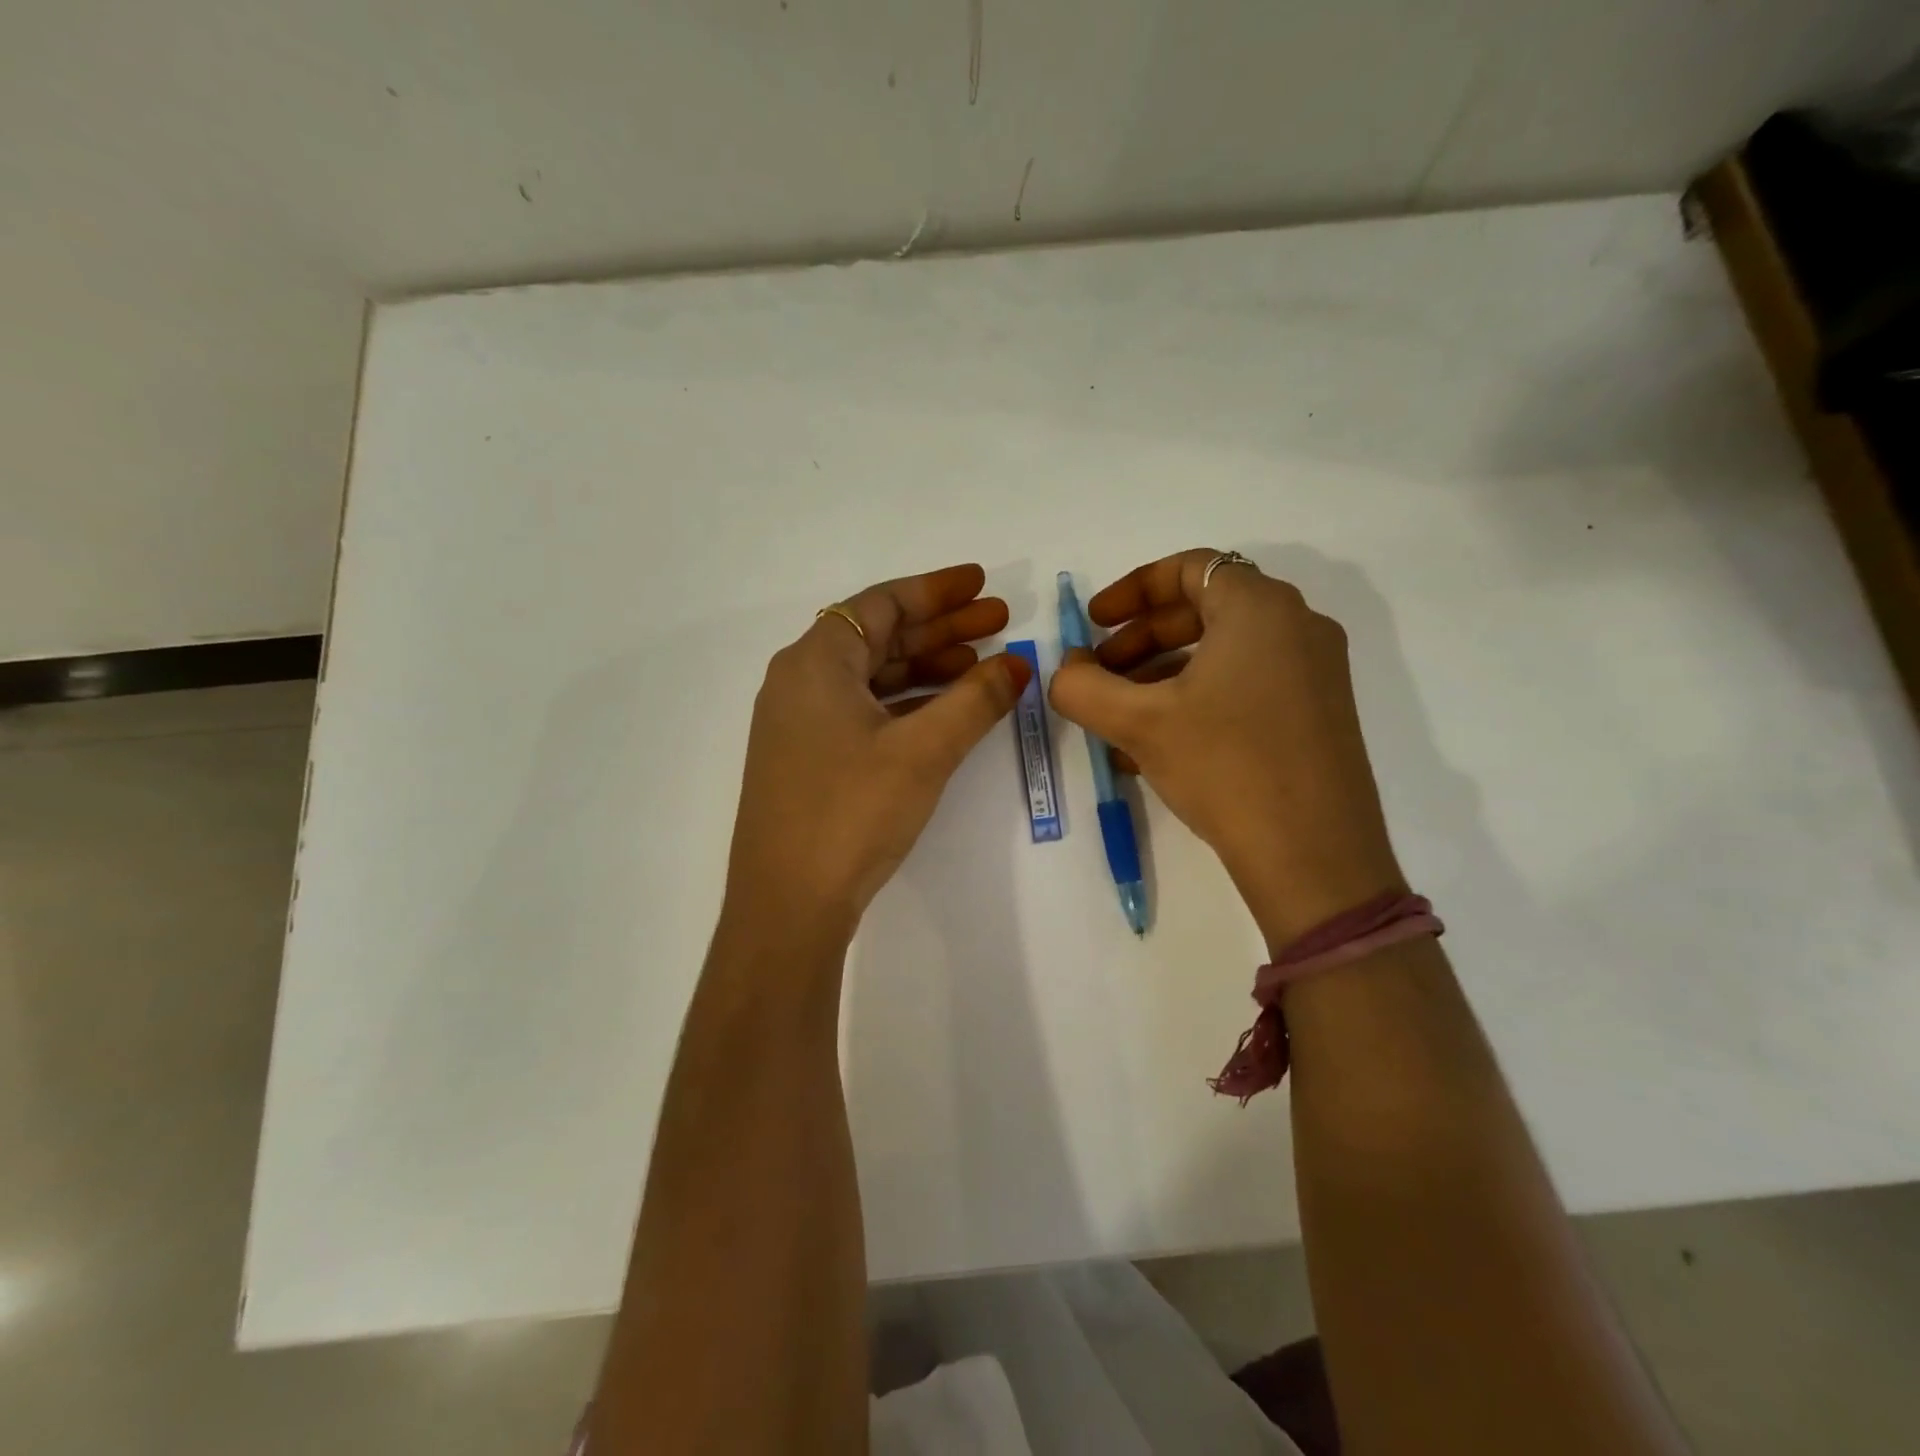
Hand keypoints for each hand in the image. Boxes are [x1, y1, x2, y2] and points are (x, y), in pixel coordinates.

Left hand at [725, 564, 1029, 939]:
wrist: (787, 904)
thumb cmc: (851, 812)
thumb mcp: (923, 750)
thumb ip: (975, 700)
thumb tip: (1019, 662)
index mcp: (816, 662)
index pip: (881, 603)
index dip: (936, 591)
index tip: (983, 585)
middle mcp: (800, 681)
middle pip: (878, 637)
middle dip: (941, 629)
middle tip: (1000, 623)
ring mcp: (800, 723)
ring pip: (873, 677)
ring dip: (927, 668)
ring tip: (983, 666)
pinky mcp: (808, 759)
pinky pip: (864, 711)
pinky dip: (906, 704)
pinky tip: (945, 712)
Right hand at [1048, 548, 1402, 948]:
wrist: (1314, 855)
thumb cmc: (1225, 766)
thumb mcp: (1139, 722)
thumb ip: (1082, 687)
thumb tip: (1065, 670)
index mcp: (1260, 608)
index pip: (1188, 568)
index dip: (1130, 590)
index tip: (1093, 623)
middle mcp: (1297, 626)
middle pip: (1203, 609)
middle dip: (1140, 639)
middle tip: (1099, 673)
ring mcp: (1315, 672)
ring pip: (1222, 653)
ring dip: (1161, 675)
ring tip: (1120, 719)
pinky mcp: (1318, 714)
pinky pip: (1245, 685)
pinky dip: (1197, 699)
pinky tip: (1158, 747)